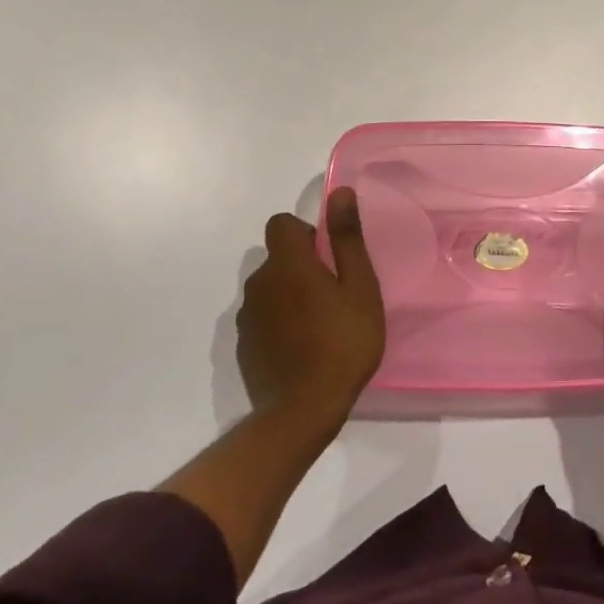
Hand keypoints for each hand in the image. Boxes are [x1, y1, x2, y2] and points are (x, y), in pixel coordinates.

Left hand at [239, 187, 384, 424]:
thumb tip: (340, 192)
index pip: (281, 223)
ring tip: (320, 326)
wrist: (302, 412)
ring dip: (290, 296)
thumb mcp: (359, 287)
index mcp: (286, 263)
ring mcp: (247, 318)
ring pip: (270, 289)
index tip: (328, 258)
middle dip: (302, 267)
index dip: (305, 232)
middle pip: (277, 258)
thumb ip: (346, 238)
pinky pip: (263, 319)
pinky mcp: (244, 347)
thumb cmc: (342, 342)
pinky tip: (303, 349)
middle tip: (334, 296)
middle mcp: (259, 283)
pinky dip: (280, 323)